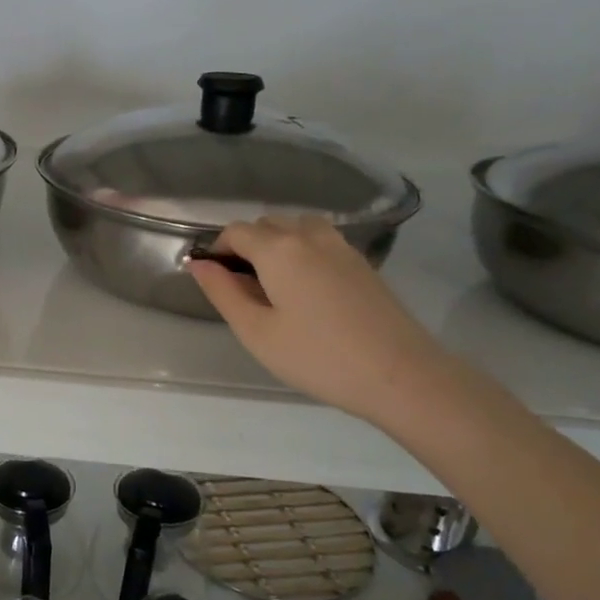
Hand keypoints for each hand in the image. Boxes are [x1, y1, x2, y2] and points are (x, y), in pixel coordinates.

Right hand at [186, 217, 452, 423]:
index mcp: (279, 249)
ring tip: (273, 286)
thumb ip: (223, 292)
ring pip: (296, 228)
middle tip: (240, 289)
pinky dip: (301, 252)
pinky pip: (319, 241)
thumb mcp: (256, 332)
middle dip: (245, 246)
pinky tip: (305, 290)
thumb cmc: (317, 357)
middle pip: (266, 224)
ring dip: (276, 244)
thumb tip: (198, 263)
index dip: (217, 250)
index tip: (212, 280)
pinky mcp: (361, 262)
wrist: (400, 374)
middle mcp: (309, 235)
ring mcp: (341, 246)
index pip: (236, 232)